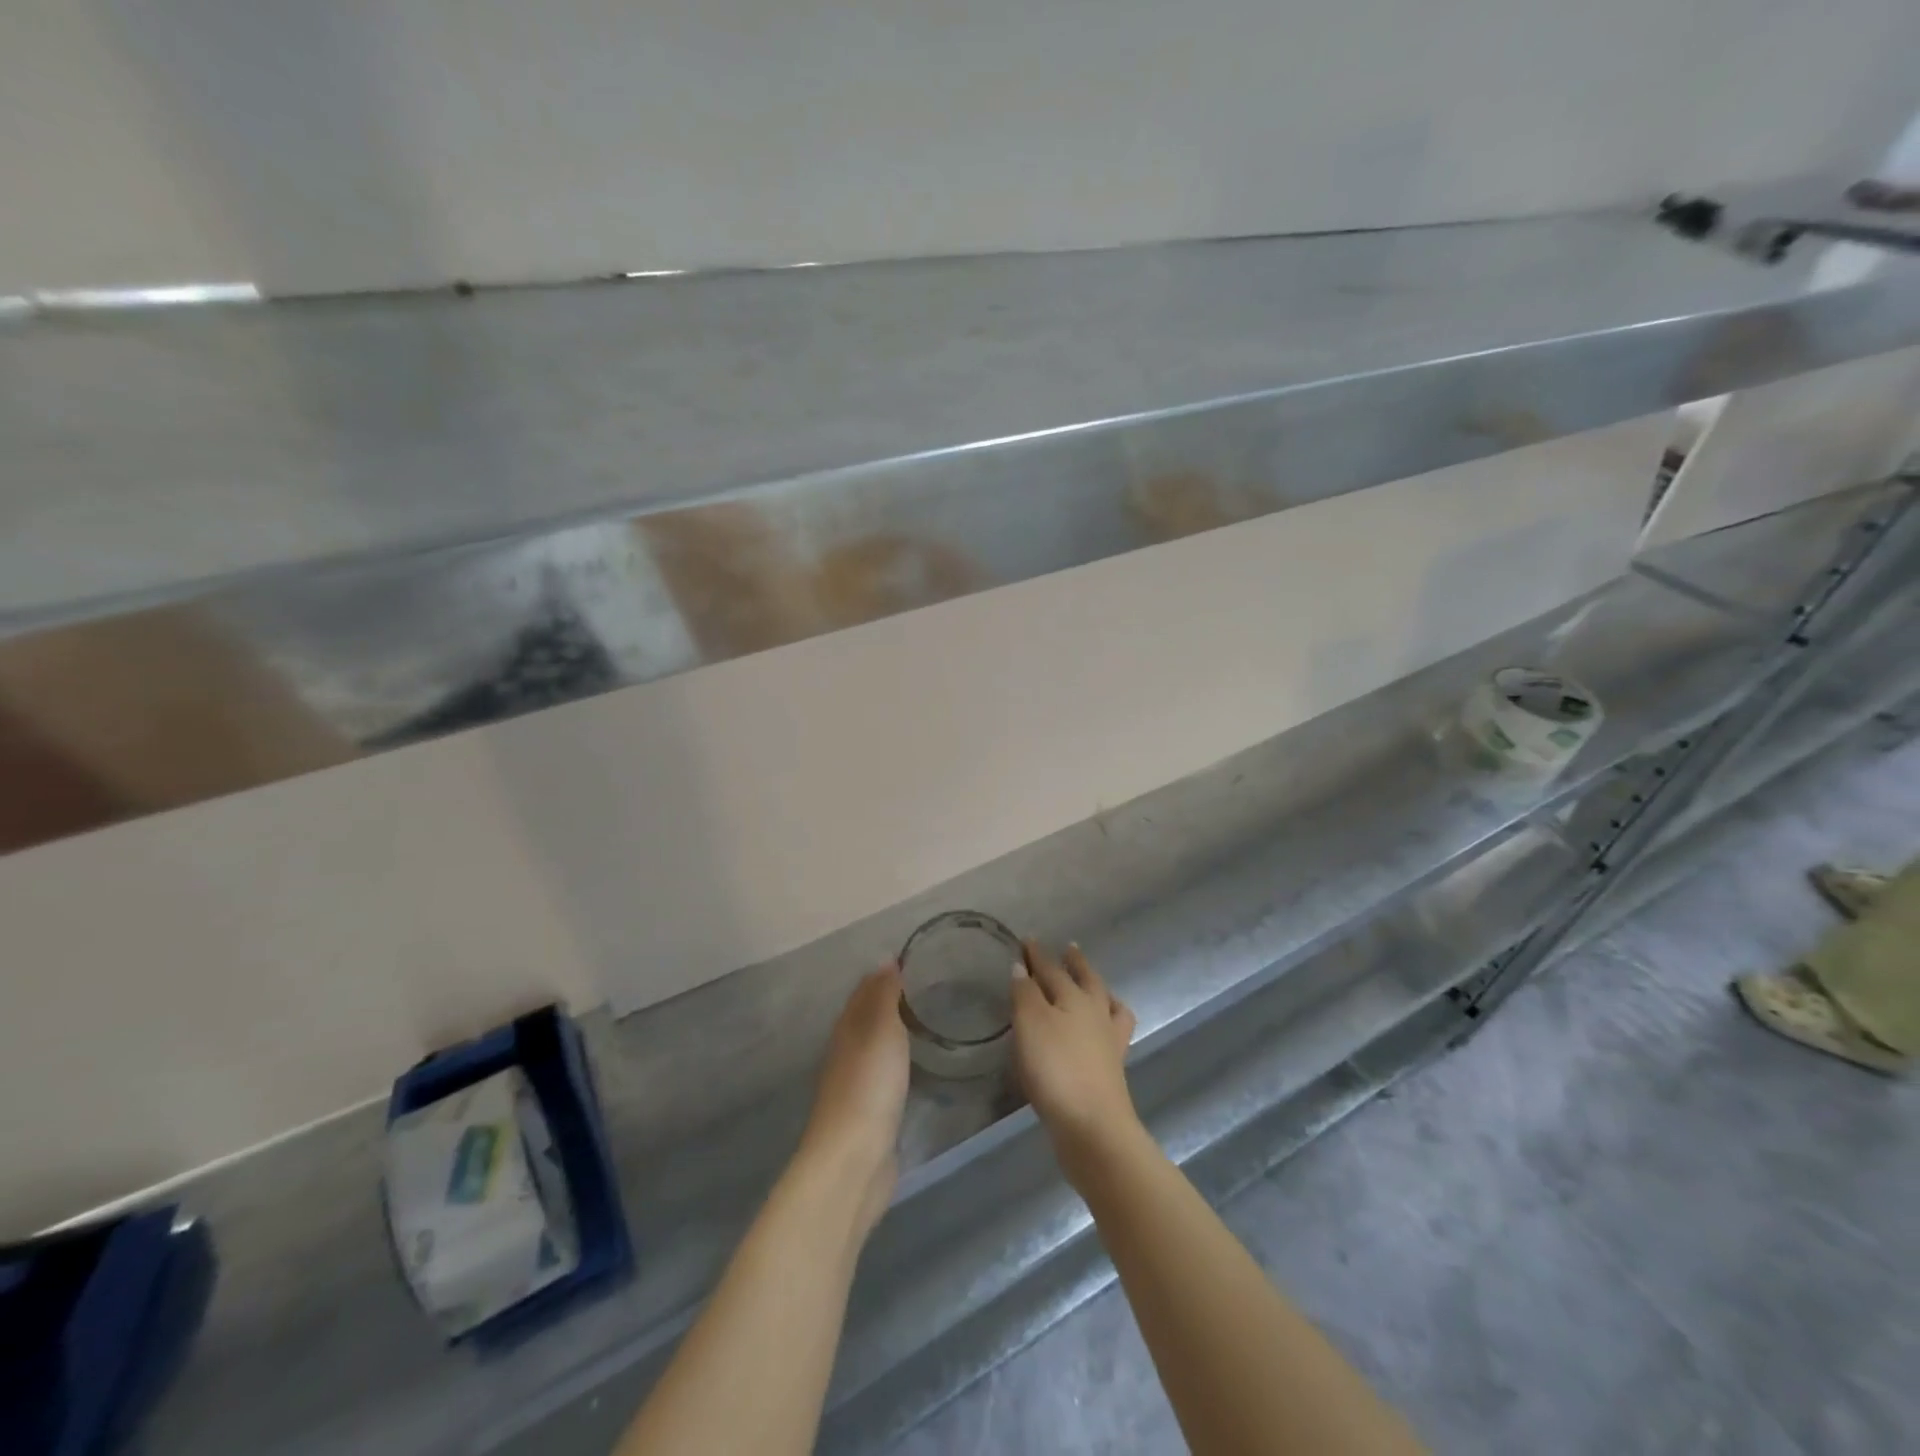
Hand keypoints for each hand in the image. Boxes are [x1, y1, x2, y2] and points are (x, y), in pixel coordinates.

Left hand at [798, 963, 910, 1233]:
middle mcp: (847, 1050)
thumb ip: (884, 994)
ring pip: (877, 1044)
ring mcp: (856, 1082)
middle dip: (893, 999)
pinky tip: (918, 1061)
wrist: (854, 1159)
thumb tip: (886, 957)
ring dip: (897, 1029)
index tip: (918, 959)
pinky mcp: (870, 1111)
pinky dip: (900, 1059)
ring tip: (931, 1018)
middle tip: (932, 985)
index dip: (886, 973)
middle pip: (869, 1015)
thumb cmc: (869, 1085)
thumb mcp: (881, 1030)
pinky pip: (886, 1072)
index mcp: (847, 1027)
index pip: (866, 989)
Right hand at [1012, 941, 1138, 1165]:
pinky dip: (1105, 1024)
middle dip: (1075, 964)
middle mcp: (1096, 1013)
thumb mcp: (1030, 1024)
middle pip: (1086, 980)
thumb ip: (1025, 993)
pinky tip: (1098, 1033)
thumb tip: (1022, 966)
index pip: (1052, 969)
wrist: (1092, 1127)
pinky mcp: (1112, 1070)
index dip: (1038, 955)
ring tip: (1094, 986)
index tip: (1028, 940)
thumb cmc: (1056, 1069)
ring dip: (1099, 991)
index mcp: (1075, 998)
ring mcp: (1109, 1042)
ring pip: (1107, 1005)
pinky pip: (1112, 1034)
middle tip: (1070, 949)